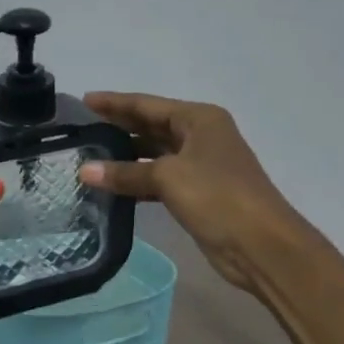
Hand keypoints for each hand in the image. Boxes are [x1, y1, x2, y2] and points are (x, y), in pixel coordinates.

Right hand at [78, 92, 308, 291]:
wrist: (260, 244)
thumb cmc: (217, 196)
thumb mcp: (168, 178)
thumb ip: (125, 173)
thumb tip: (84, 171)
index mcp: (199, 119)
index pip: (147, 105)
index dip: (114, 102)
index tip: (85, 100)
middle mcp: (200, 136)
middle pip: (151, 126)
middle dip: (119, 126)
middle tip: (83, 128)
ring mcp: (201, 165)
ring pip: (155, 154)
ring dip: (126, 157)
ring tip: (90, 157)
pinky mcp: (198, 193)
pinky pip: (159, 180)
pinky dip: (137, 182)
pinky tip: (113, 187)